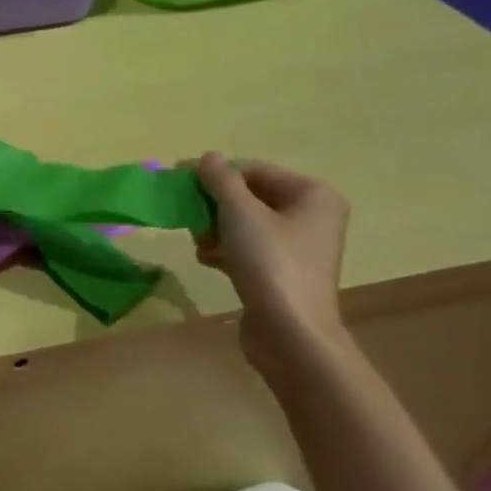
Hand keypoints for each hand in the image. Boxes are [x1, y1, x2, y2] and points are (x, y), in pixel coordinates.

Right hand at [191, 153, 350, 372]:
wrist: (289, 332)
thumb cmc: (270, 263)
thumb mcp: (240, 213)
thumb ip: (221, 181)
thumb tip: (207, 157)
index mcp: (313, 194)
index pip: (254, 170)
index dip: (215, 173)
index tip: (177, 180)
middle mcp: (312, 216)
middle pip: (250, 196)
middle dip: (214, 205)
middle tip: (187, 215)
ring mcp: (298, 246)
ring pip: (245, 223)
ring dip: (215, 228)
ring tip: (198, 242)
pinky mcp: (282, 272)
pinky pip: (248, 248)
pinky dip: (225, 249)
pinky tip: (206, 259)